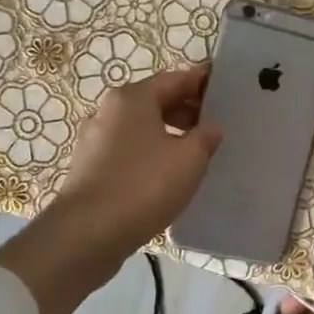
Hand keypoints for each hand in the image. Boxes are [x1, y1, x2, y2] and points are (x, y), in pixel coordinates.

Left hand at [56, 66, 221, 255]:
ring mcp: (95, 138)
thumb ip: (206, 137)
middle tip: (215, 128)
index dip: (203, 84)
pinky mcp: (89, 166)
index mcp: (133, 98)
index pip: (177, 79)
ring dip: (168, 133)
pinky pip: (128, 149)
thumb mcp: (190, 159)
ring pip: (141, 126)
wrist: (87, 234)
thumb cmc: (143, 186)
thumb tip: (210, 127)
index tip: (227, 94)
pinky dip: (150, 153)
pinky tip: (166, 175)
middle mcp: (109, 110)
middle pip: (156, 100)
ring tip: (194, 154)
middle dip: (186, 110)